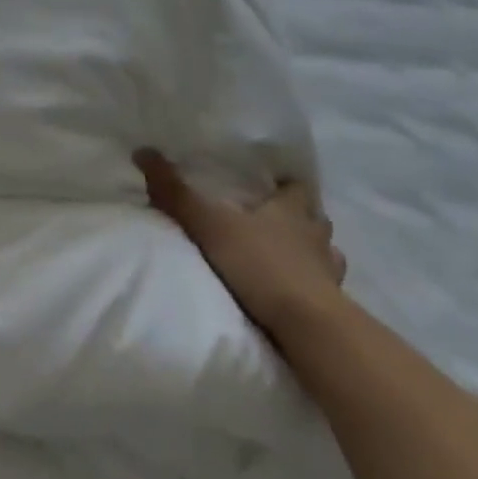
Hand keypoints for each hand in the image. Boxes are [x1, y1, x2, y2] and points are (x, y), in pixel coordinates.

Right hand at [136, 148, 347, 341]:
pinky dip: (314, 289)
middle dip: (300, 220)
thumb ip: (176, 193)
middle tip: (274, 222)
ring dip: (310, 255)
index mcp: (291, 210)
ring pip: (325, 255)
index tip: (272, 185)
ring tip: (287, 260)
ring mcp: (330, 273)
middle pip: (315, 220)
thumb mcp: (209, 225)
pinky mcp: (334, 308)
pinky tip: (296, 296)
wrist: (307, 327)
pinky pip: (326, 291)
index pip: (297, 188)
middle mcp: (316, 236)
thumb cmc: (261, 264)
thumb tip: (143, 151)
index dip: (286, 186)